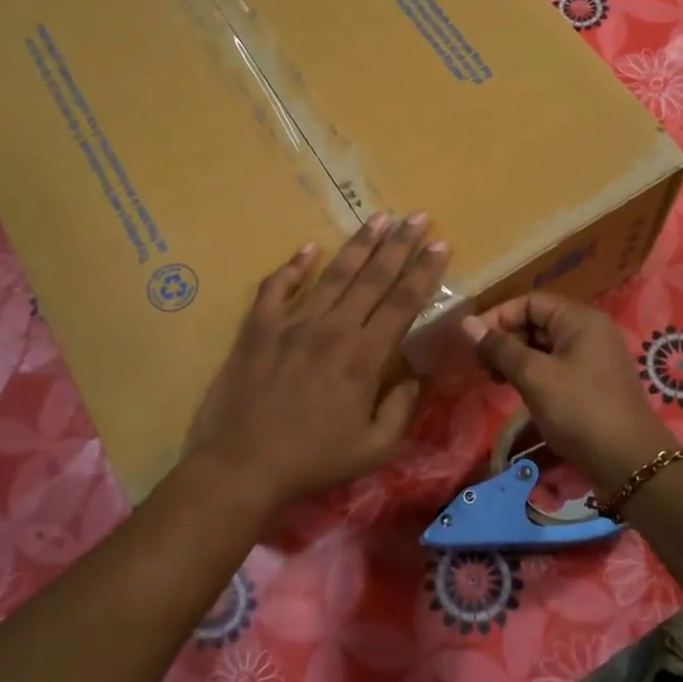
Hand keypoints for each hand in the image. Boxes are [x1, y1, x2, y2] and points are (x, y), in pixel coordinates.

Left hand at [186, 214, 449, 510]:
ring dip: (358, 245)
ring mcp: (292, 324)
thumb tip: (414, 378)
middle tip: (417, 216)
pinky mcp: (258, 329)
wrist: (241, 465)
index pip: (403, 302)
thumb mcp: (374, 449)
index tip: (441, 244)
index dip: (424, 271)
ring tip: (378, 218)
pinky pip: (276, 288)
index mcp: (365, 357)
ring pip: (332, 274)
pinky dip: (292, 267)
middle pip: (373, 278)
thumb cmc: (312, 461)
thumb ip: (400, 409)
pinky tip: (308, 248)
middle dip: (399, 244)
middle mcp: (333, 329)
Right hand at [461, 293, 675, 492]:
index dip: (498, 317)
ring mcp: (593, 358)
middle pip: (537, 322)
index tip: (471, 342)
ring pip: (545, 347)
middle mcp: (590, 331)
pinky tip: (517, 392)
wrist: (629, 462)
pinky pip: (556, 367)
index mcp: (580, 319)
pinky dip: (533, 375)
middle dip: (506, 339)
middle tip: (481, 366)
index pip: (530, 302)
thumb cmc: (580, 411)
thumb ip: (500, 348)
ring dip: (516, 359)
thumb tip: (466, 324)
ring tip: (494, 381)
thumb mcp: (535, 377)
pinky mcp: (592, 384)